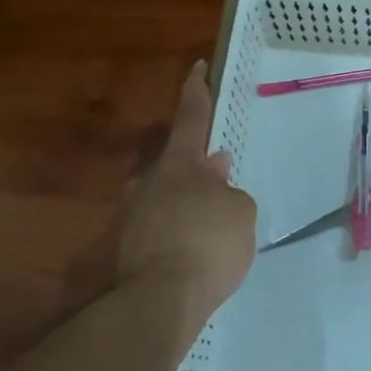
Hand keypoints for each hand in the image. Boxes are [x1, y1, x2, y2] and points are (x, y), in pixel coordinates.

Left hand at [119, 61, 256, 318]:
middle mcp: (150, 181)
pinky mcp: (129, 248)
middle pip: (177, 164)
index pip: (190, 117)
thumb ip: (229, 189)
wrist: (160, 301)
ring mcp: (134, 215)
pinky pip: (162, 227)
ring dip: (190, 203)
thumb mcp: (240, 212)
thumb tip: (215, 171)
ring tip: (214, 224)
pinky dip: (180, 231)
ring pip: (168, 197)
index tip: (196, 68)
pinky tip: (197, 251)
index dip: (196, 92)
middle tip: (222, 178)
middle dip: (199, 168)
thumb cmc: (209, 243)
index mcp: (179, 164)